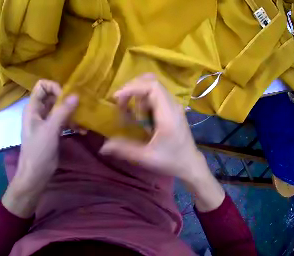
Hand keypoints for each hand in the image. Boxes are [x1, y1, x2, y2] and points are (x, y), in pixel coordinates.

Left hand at [2, 80, 77, 217]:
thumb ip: (62, 112)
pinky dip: (72, 123)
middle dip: (67, 101)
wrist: (35, 175)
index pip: (42, 86)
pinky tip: (82, 131)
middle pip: (53, 96)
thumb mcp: (50, 130)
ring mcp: (45, 122)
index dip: (54, 88)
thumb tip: (76, 95)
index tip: (65, 99)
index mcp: (33, 108)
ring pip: (60, 109)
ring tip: (83, 122)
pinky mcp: (52, 131)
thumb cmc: (38, 152)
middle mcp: (38, 112)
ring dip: (72, 113)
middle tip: (80, 108)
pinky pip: (63, 121)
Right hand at [100, 73, 224, 210]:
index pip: (152, 87)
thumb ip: (124, 149)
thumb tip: (103, 147)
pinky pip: (156, 94)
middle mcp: (173, 105)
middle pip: (152, 82)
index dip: (132, 88)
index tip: (117, 98)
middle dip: (132, 88)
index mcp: (168, 114)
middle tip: (121, 103)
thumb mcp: (146, 157)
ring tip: (131, 112)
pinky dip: (144, 98)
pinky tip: (140, 115)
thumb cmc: (171, 161)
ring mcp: (174, 105)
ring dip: (138, 94)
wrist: (190, 164)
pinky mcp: (173, 109)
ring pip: (154, 86)